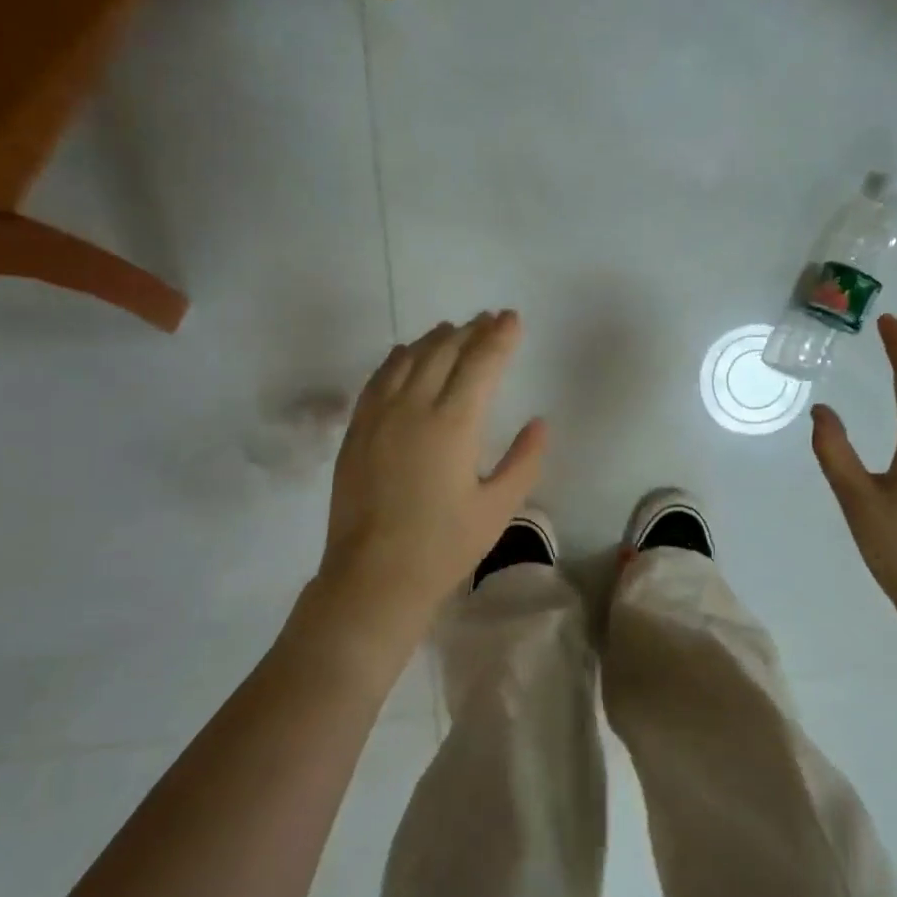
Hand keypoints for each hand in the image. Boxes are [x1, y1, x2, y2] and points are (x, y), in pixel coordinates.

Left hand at [320, 312, 547, 626]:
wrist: (373, 577)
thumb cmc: (444, 547)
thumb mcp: (498, 509)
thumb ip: (524, 461)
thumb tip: (540, 423)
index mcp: (454, 424)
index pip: (481, 363)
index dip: (499, 337)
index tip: (512, 318)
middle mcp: (414, 408)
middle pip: (444, 352)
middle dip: (469, 331)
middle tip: (488, 320)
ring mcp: (379, 417)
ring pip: (408, 359)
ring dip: (434, 339)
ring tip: (452, 329)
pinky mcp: (356, 432)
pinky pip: (377, 379)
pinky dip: (396, 358)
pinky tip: (404, 354)